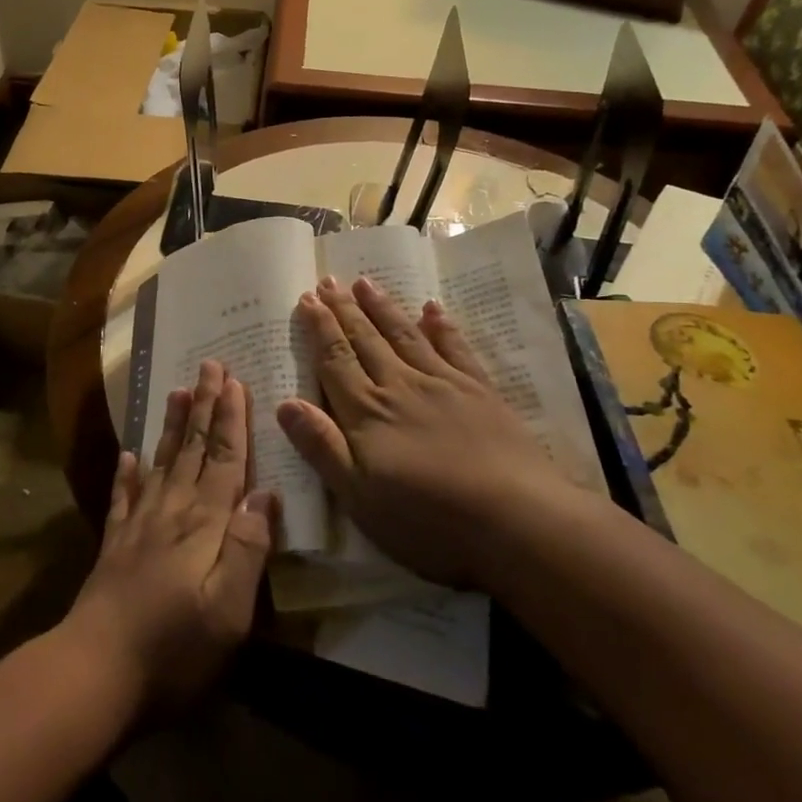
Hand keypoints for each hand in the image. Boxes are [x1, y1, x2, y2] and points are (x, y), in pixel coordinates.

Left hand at [63, 360, 279, 710]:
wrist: (95, 671)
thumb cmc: (173, 649)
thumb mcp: (229, 610)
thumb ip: (247, 548)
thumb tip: (264, 492)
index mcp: (203, 525)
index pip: (222, 461)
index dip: (231, 421)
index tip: (235, 382)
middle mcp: (170, 513)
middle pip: (191, 450)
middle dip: (204, 407)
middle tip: (209, 366)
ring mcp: (137, 526)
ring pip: (160, 463)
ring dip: (171, 426)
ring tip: (177, 392)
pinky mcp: (114, 545)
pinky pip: (123, 497)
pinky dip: (127, 473)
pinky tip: (127, 455)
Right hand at [275, 275, 565, 585]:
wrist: (517, 521)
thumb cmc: (428, 519)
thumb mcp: (359, 496)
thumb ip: (321, 447)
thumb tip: (284, 403)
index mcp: (367, 413)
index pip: (335, 361)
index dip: (319, 329)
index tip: (306, 299)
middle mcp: (400, 387)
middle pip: (365, 341)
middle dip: (344, 310)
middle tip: (328, 280)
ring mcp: (443, 385)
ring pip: (404, 336)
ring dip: (382, 308)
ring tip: (365, 282)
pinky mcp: (480, 392)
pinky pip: (455, 349)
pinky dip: (441, 327)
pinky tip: (431, 309)